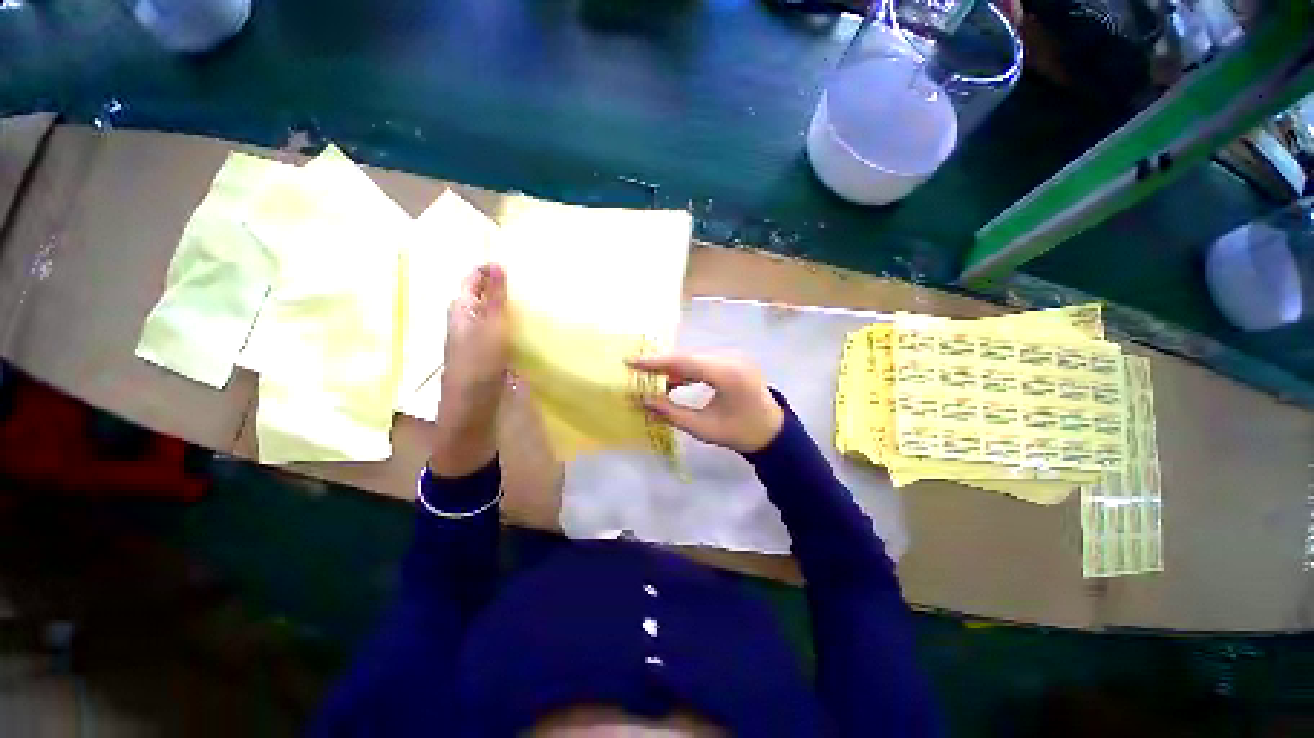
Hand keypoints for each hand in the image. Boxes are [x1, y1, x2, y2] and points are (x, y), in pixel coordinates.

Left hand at [430, 264, 508, 475]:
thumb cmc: (479, 363)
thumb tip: (496, 263)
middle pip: (481, 294)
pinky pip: (498, 329)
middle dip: (499, 284)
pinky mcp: (485, 352)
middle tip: (528, 278)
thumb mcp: (490, 326)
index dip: (488, 268)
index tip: (515, 261)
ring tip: (531, 298)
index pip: (472, 278)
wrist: (472, 406)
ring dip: (506, 303)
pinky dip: (510, 322)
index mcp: (460, 309)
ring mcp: (474, 338)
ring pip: (490, 312)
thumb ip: (495, 297)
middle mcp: (464, 320)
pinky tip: (525, 326)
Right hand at [628, 352, 783, 453]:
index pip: (685, 362)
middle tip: (636, 371)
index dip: (656, 362)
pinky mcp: (732, 359)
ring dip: (673, 367)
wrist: (771, 431)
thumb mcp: (703, 428)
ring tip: (651, 379)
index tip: (631, 361)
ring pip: (694, 357)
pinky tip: (673, 382)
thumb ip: (671, 413)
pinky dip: (686, 370)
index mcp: (728, 374)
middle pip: (688, 356)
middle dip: (661, 364)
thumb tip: (642, 400)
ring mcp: (733, 356)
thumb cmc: (739, 432)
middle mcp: (731, 358)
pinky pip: (703, 361)